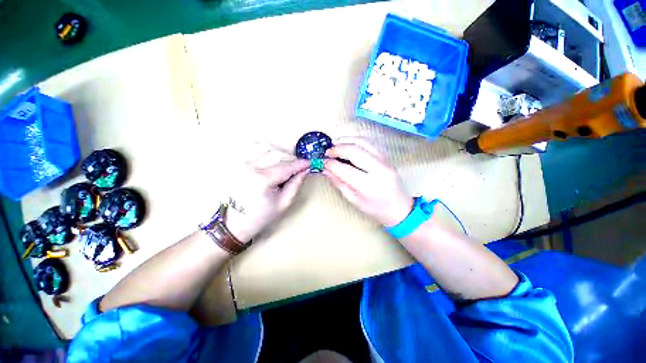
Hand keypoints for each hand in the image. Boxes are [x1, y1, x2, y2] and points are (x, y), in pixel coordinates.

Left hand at [224, 146, 309, 242]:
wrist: (236, 222)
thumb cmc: (262, 216)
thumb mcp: (284, 203)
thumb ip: (296, 184)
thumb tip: (305, 170)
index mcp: (262, 180)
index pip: (287, 166)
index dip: (300, 164)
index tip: (310, 163)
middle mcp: (251, 167)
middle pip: (277, 154)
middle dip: (292, 159)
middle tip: (299, 167)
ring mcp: (243, 164)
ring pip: (267, 148)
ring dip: (280, 153)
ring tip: (287, 164)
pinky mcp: (240, 164)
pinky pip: (256, 150)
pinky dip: (268, 151)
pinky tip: (273, 160)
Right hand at [323, 138, 412, 226]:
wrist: (400, 208)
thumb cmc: (375, 209)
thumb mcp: (354, 200)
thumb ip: (339, 183)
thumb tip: (325, 169)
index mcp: (369, 186)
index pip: (346, 170)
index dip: (332, 164)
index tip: (323, 162)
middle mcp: (379, 170)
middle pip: (355, 151)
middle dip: (338, 148)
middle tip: (327, 151)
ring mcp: (385, 161)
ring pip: (363, 142)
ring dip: (346, 140)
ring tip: (335, 144)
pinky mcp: (387, 157)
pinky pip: (369, 143)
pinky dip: (356, 140)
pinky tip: (347, 143)